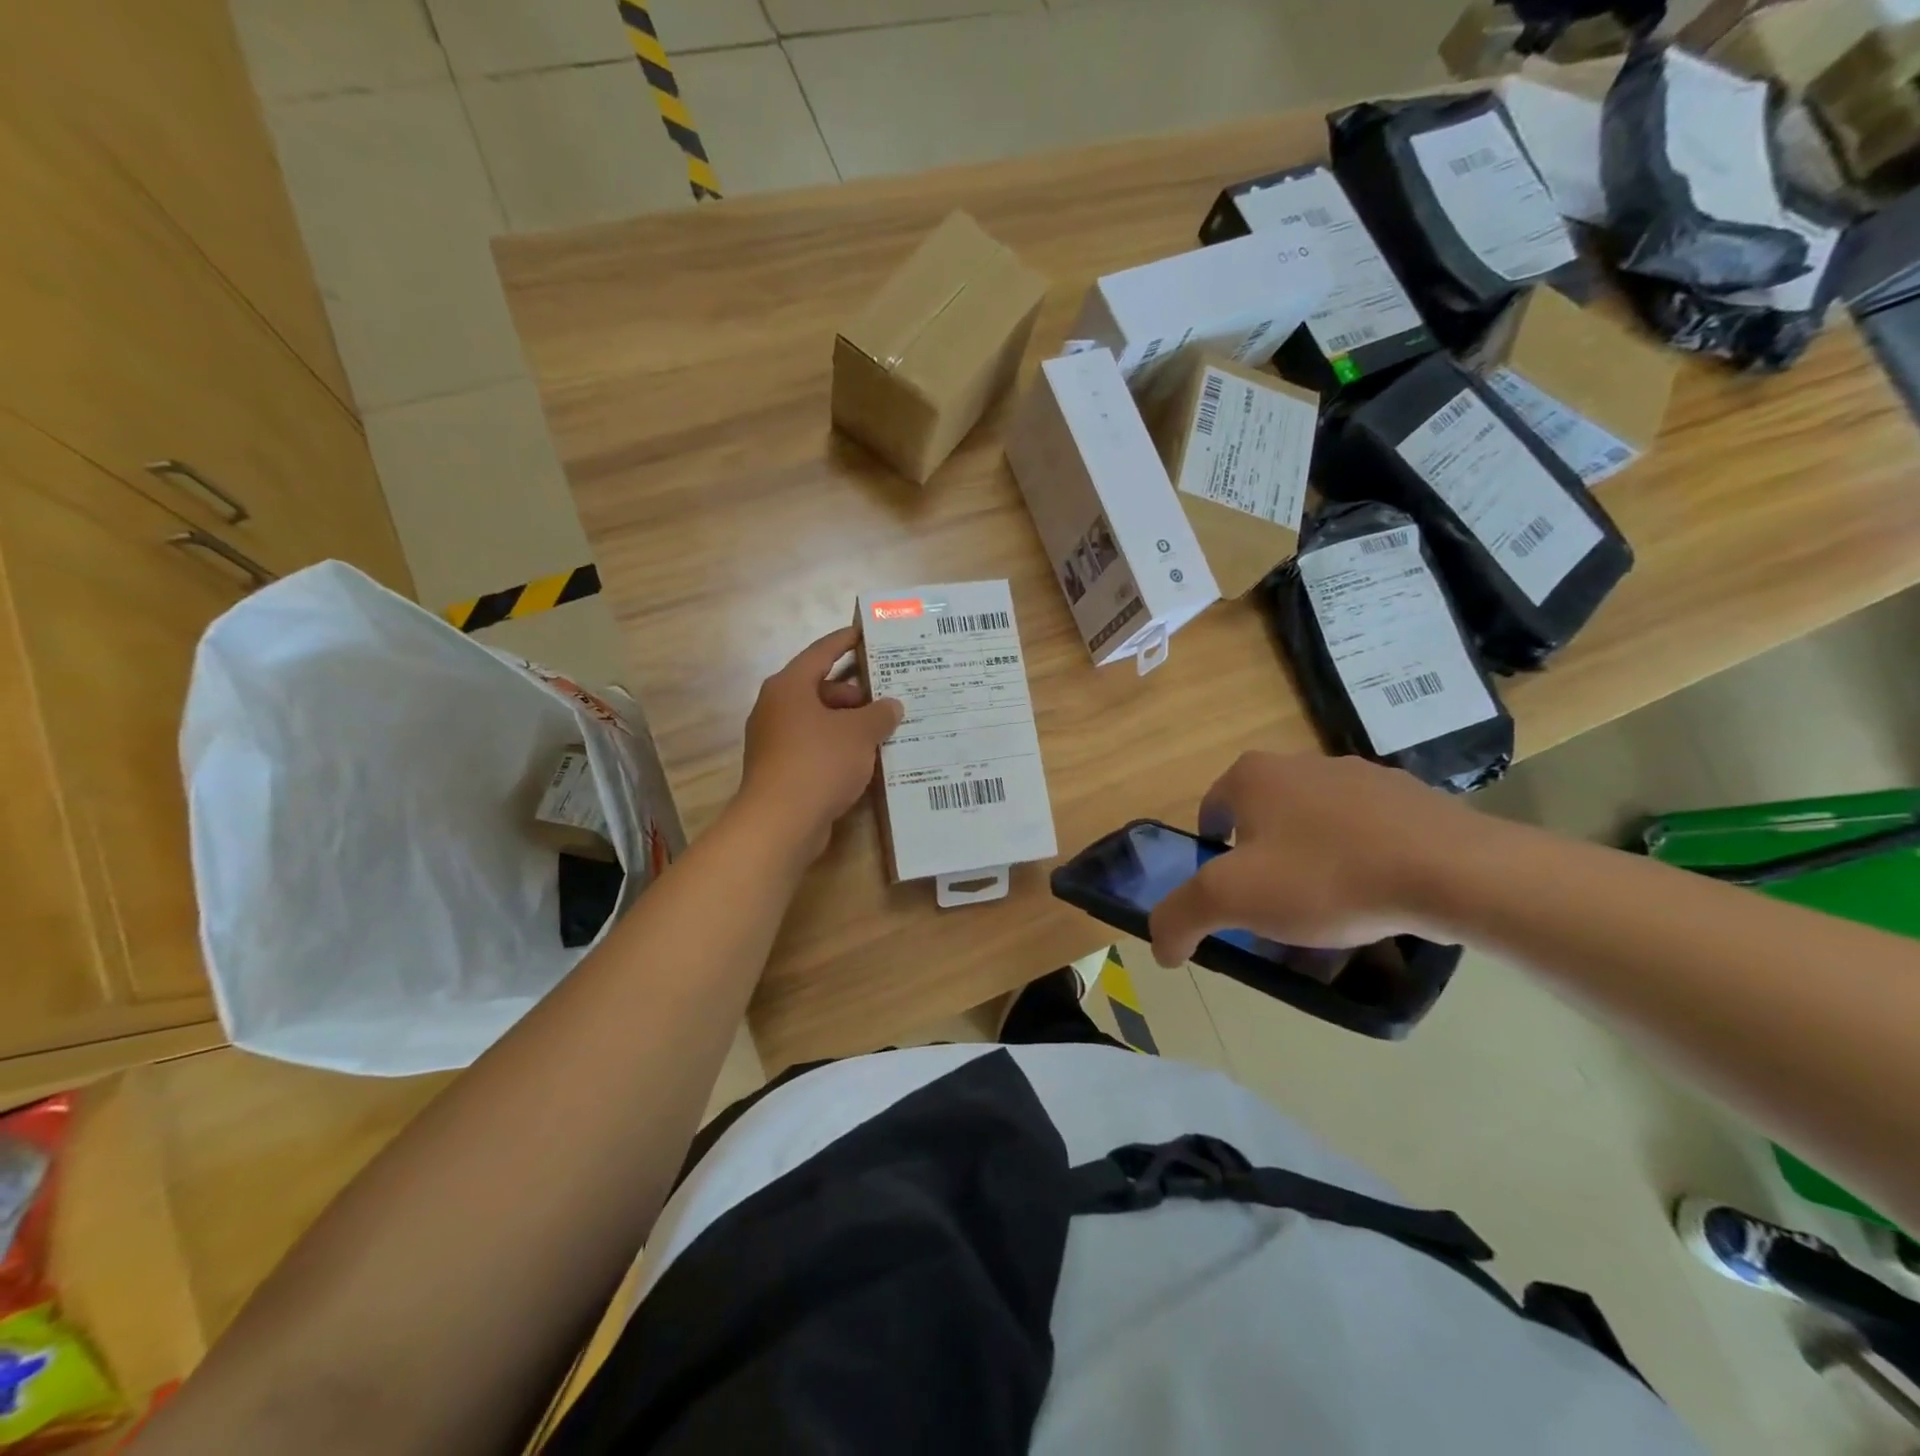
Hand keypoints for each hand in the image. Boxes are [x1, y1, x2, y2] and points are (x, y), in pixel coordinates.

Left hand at [737, 626, 903, 861]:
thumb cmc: (819, 762)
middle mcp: (776, 708)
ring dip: (849, 724)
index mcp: (790, 687)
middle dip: (855, 693)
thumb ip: (879, 714)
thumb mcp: (859, 733)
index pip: (821, 653)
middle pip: (820, 689)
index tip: (864, 633)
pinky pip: (814, 747)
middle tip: (889, 697)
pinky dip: (838, 747)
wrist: (781, 822)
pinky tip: (865, 759)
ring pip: (819, 721)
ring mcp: (775, 740)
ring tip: (884, 730)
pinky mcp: (780, 769)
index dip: (844, 641)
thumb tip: (892, 706)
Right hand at [1149, 753, 1475, 965]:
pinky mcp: (1410, 797)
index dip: (1212, 858)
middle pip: (1263, 822)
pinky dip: (1358, 863)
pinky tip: (1374, 901)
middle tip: (1277, 913)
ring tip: (1330, 916)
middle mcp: (1302, 763)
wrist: (1453, 871)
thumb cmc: (1326, 876)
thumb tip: (1158, 946)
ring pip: (1314, 828)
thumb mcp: (1232, 900)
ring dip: (1310, 865)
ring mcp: (1361, 776)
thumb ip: (1180, 917)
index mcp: (1253, 775)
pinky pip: (1365, 834)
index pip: (1211, 812)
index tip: (1232, 897)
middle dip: (1262, 866)